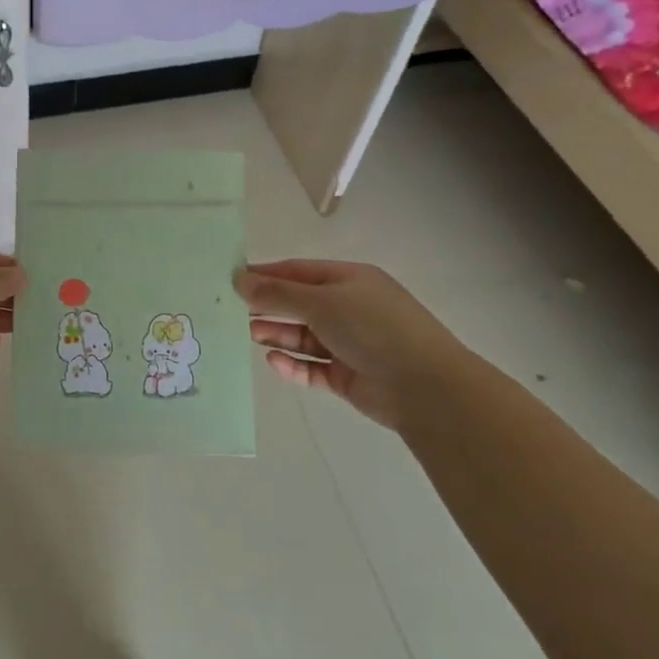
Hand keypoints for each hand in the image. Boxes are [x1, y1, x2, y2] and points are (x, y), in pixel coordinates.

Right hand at [235, 259, 470, 430]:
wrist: (425, 387)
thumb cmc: (373, 328)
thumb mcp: (321, 302)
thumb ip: (277, 293)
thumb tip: (239, 279)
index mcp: (349, 280)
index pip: (299, 271)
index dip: (266, 274)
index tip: (233, 280)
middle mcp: (350, 309)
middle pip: (300, 304)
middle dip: (269, 306)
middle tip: (234, 312)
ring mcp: (350, 344)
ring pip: (304, 336)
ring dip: (277, 334)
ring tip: (249, 335)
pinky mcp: (348, 376)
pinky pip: (313, 367)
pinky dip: (293, 364)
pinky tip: (273, 361)